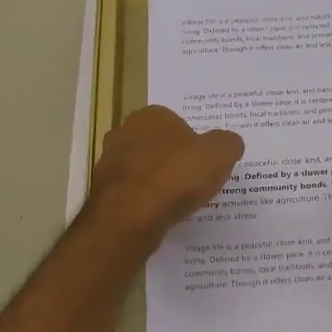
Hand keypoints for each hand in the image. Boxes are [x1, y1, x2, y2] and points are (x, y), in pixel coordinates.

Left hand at [86, 106, 243, 246]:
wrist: (131, 216)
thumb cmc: (177, 175)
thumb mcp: (220, 154)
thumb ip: (228, 143)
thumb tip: (228, 143)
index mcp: (152, 115)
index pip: (178, 122)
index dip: (194, 142)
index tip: (205, 162)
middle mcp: (125, 132)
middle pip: (158, 145)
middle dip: (173, 159)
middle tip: (194, 180)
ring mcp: (109, 162)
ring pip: (143, 169)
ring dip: (158, 181)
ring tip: (178, 201)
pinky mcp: (103, 191)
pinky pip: (132, 193)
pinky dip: (145, 201)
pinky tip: (159, 214)